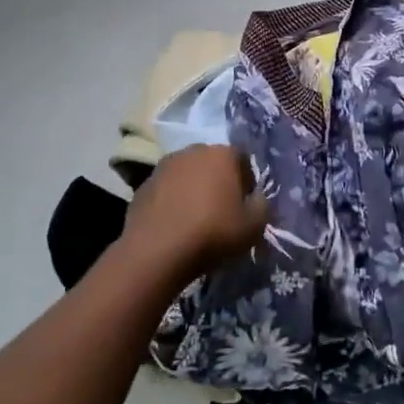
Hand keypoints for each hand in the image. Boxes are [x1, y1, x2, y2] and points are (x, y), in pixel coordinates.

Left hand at [121, 145, 267, 277]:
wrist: (156, 251)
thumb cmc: (213, 232)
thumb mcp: (254, 225)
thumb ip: (262, 205)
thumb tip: (256, 198)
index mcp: (222, 154)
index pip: (243, 159)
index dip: (247, 182)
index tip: (245, 205)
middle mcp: (192, 151)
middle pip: (213, 163)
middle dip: (219, 182)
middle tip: (222, 211)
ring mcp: (164, 166)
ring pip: (187, 175)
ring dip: (194, 190)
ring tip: (196, 219)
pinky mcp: (142, 185)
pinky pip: (166, 190)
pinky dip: (173, 201)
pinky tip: (175, 225)